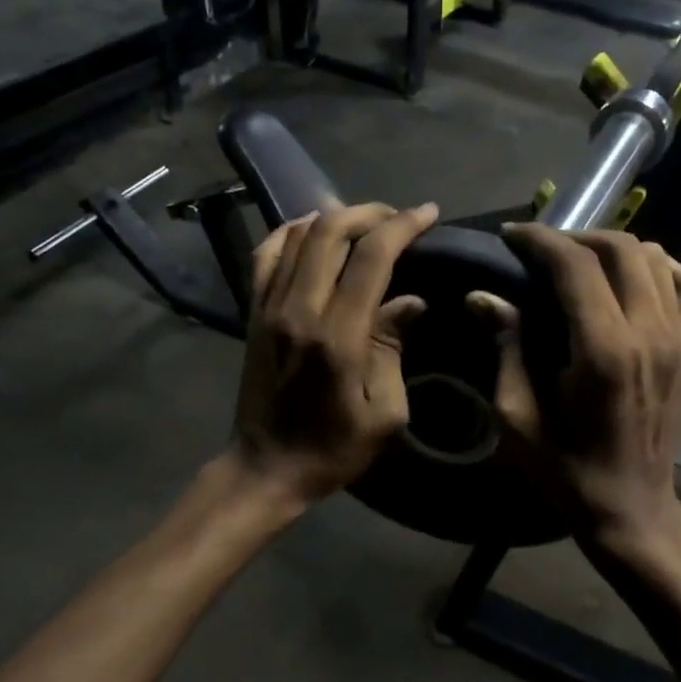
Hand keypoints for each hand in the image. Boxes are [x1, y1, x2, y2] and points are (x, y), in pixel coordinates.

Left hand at [230, 201, 438, 508]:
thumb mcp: (383, 414)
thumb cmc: (333, 450)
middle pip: (332, 231)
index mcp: (337, 337)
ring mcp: (269, 307)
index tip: (429, 215)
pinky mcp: (252, 312)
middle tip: (400, 218)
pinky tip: (314, 229)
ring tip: (365, 223)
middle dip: (372, 213)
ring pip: (299, 234)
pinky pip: (266, 253)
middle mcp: (298, 310)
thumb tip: (410, 302)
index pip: (371, 257)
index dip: (403, 226)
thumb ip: (393, 349)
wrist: (266, 468)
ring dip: (336, 217)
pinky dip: (292, 230)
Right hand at [468, 224, 680, 539]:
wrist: (631, 508)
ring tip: (581, 263)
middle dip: (574, 237)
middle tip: (542, 251)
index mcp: (601, 350)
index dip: (539, 240)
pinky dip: (661, 268)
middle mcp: (648, 333)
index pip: (574, 265)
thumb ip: (505, 348)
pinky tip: (634, 279)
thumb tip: (483, 296)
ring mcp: (680, 339)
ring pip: (655, 258)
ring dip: (614, 248)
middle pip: (619, 248)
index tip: (511, 237)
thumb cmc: (565, 469)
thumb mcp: (516, 416)